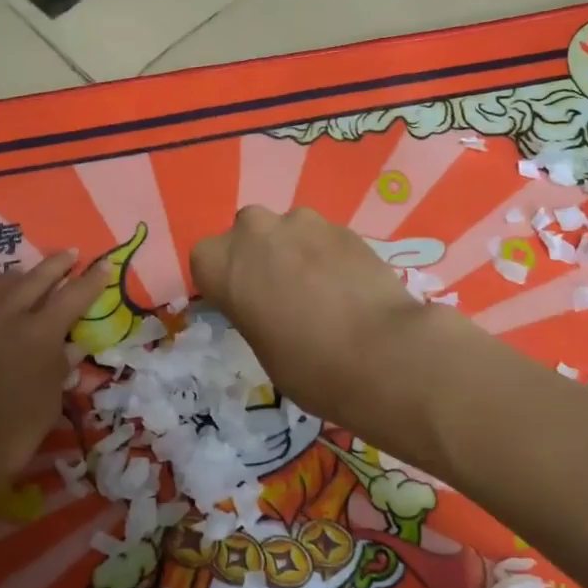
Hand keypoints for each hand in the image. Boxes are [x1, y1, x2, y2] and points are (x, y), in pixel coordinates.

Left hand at [0, 249, 109, 514]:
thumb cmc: (8, 435)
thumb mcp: (47, 406)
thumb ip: (58, 371)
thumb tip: (71, 350)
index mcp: (39, 335)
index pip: (73, 297)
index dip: (91, 280)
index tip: (104, 264)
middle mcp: (6, 321)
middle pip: (34, 281)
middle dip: (55, 265)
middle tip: (70, 253)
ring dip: (18, 278)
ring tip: (27, 273)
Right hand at [189, 207, 459, 448]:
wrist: (380, 353)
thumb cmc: (306, 366)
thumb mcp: (261, 344)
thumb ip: (254, 308)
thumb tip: (271, 302)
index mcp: (220, 261)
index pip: (207, 261)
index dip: (226, 281)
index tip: (243, 304)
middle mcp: (254, 230)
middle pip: (247, 234)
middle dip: (261, 257)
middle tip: (281, 294)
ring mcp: (302, 222)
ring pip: (289, 231)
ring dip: (297, 252)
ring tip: (321, 292)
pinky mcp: (343, 226)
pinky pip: (324, 238)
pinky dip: (329, 256)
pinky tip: (348, 288)